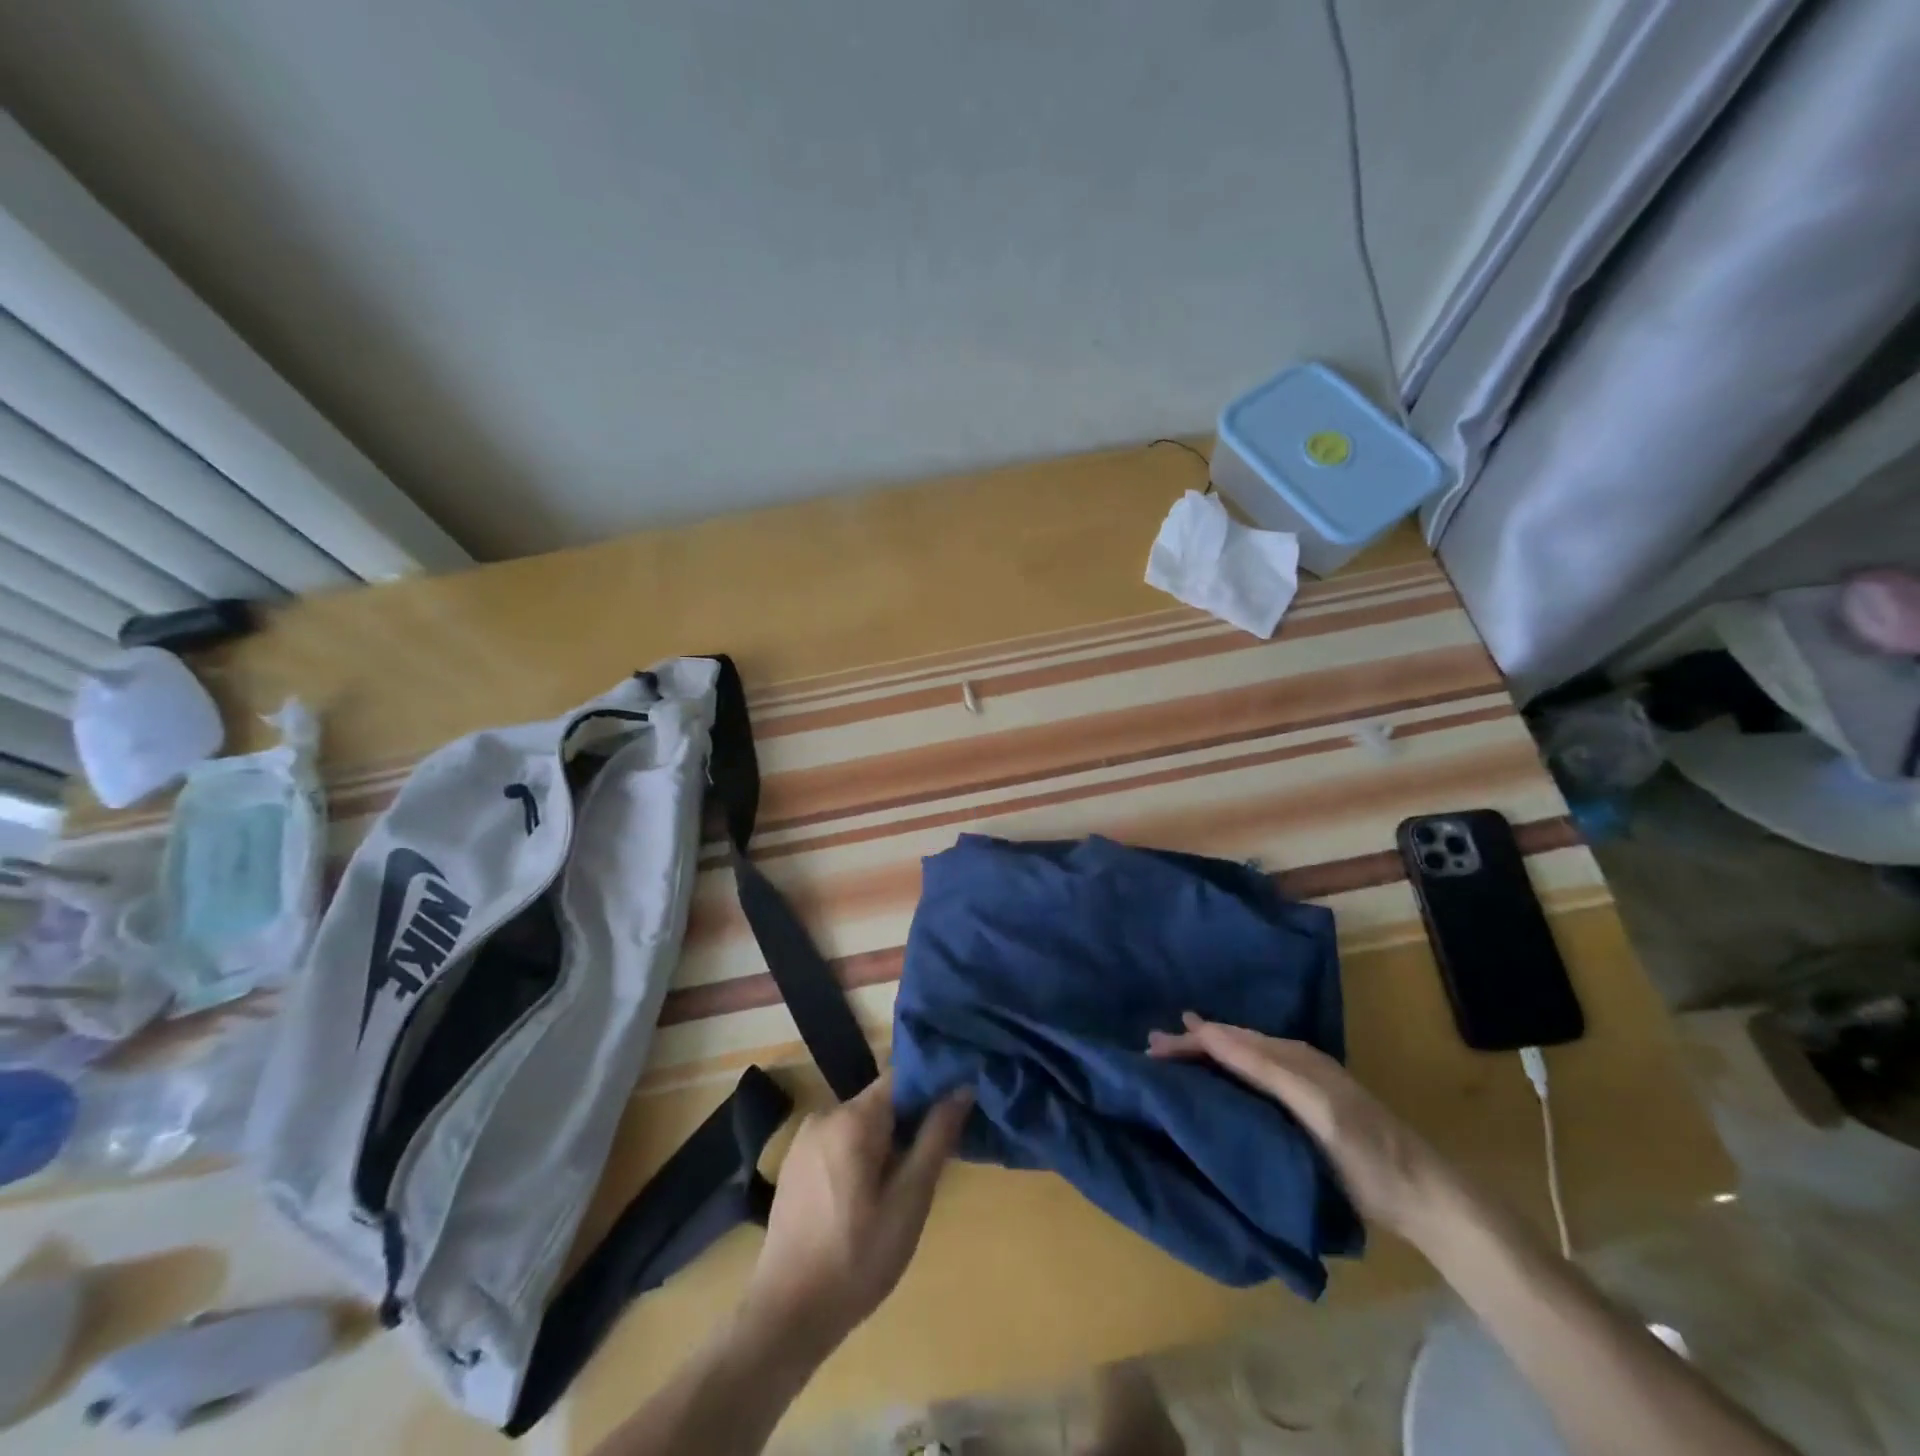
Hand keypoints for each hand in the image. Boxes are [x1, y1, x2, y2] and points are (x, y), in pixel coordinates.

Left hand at [741, 1074, 971, 1357]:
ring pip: (860, 1124)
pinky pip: (838, 1143)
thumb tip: (962, 1087)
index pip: (902, 1076)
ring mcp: (804, 1139)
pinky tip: (867, 1200)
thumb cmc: (856, 1259)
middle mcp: (825, 1115)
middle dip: (909, 1124)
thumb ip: (936, 1138)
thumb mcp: (909, 1201)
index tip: (954, 1112)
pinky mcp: (794, 1164)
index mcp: (852, 1117)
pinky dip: (859, 1157)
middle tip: (930, 1165)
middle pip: (881, 1101)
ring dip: (885, 1144)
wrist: (785, 1316)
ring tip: (901, 1190)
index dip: (931, 1088)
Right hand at [1147, 1013, 1450, 1242]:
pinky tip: (1215, 1080)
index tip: (1152, 1048)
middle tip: (1152, 1048)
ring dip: (1206, 1056)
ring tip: (1174, 1056)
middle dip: (1193, 1043)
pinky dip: (1226, 1071)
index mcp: (1291, 1056)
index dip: (1191, 1040)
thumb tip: (1208, 1031)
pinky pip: (1252, 1076)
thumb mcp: (1313, 1106)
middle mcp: (1292, 1059)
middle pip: (1232, 1043)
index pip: (1228, 1039)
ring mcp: (1300, 1082)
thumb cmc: (1365, 1153)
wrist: (1423, 1195)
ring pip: (1240, 1057)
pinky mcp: (1303, 1105)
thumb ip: (1263, 1067)